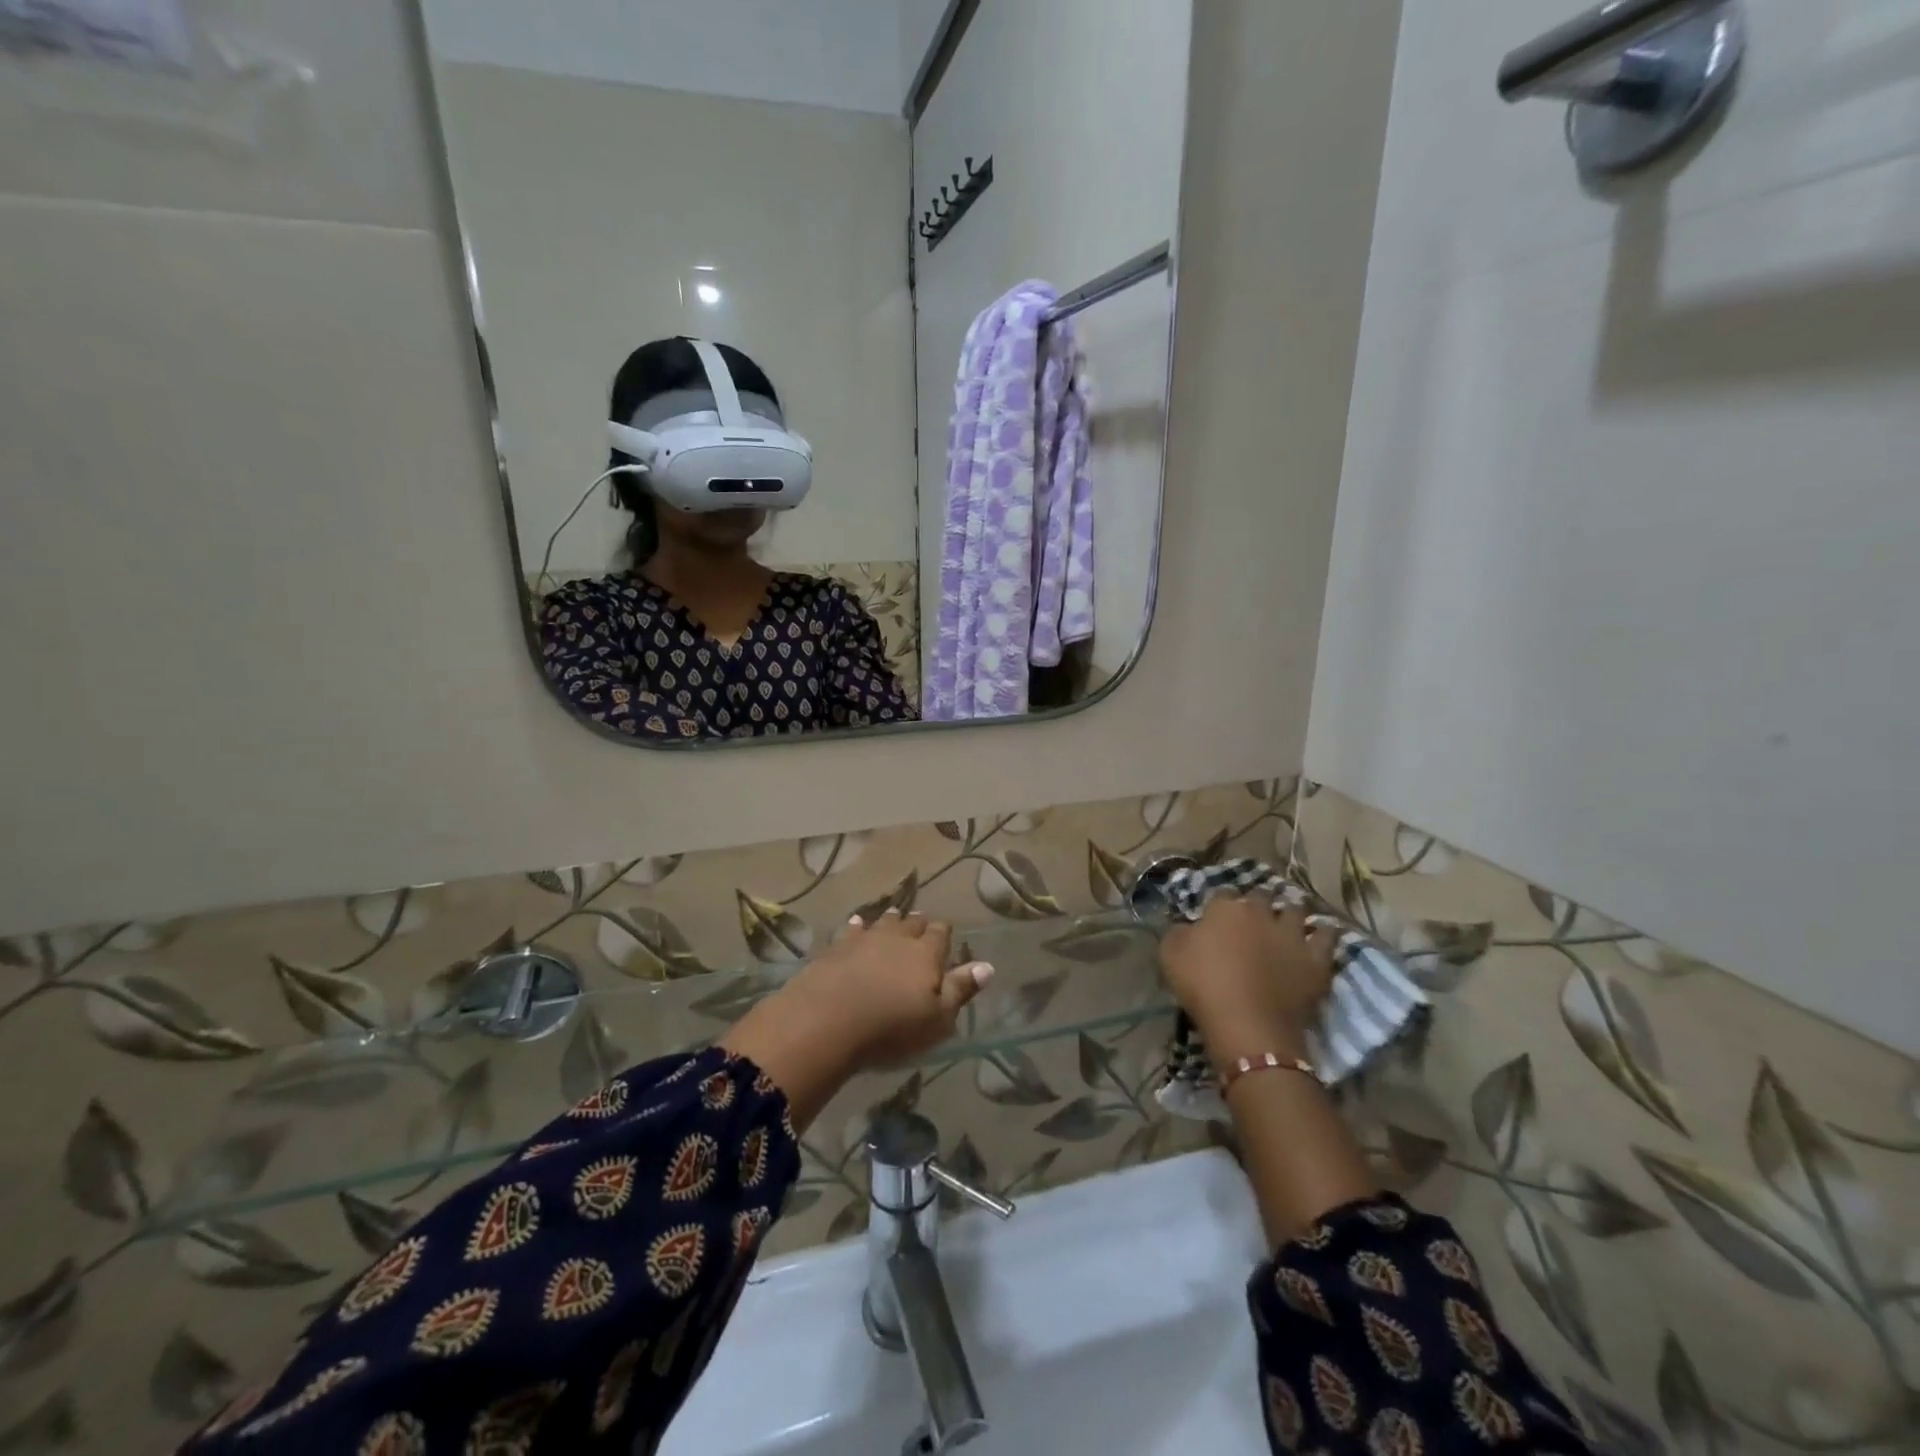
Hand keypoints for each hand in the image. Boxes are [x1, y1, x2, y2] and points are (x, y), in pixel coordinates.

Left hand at [782, 910, 994, 1070]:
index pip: (940, 933)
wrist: (827, 1019)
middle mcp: (898, 937)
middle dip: (918, 924)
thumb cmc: (891, 1026)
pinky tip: (856, 924)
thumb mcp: (937, 1019)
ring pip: (883, 921)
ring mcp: (865, 938)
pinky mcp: (836, 947)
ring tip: (894, 918)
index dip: (943, 933)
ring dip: (891, 920)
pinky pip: (852, 929)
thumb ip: (961, 990)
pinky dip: (857, 926)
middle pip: (912, 922)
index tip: (945, 934)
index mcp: (926, 953)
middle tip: (920, 925)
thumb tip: (987, 966)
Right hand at [1158, 895, 1336, 1062]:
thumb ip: (1178, 931)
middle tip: (1250, 921)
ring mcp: (1292, 934)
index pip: (1222, 893)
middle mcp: (1260, 912)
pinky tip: (1317, 937)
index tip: (1215, 919)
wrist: (1248, 1025)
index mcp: (1225, 908)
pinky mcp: (1316, 959)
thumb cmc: (1203, 987)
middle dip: (1257, 904)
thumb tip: (1188, 925)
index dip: (1219, 905)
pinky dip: (1322, 934)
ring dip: (1289, 914)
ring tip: (1284, 925)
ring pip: (1295, 910)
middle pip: (1261, 896)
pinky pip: (1326, 936)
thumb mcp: (1169, 954)